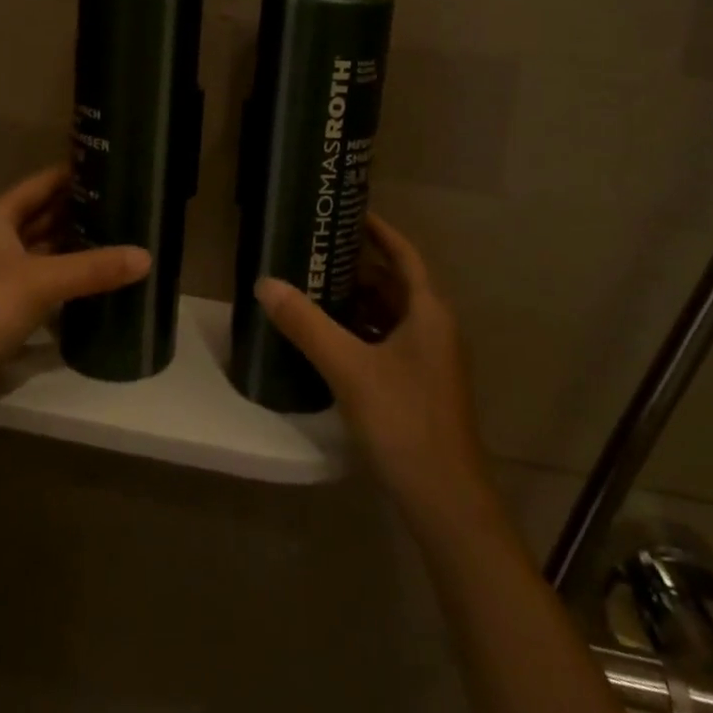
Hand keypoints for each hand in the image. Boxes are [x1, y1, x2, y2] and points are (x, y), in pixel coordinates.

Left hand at [0, 167, 150, 404]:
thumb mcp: (42, 282)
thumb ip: (93, 268)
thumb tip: (146, 256)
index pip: (43, 183)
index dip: (74, 174)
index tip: (113, 167)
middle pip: (45, 214)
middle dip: (81, 209)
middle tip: (126, 202)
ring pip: (45, 246)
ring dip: (75, 242)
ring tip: (120, 233)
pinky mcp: (4, 300)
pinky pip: (43, 275)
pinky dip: (67, 271)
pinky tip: (97, 273)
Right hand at [256, 213, 490, 520]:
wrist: (446, 500)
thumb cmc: (404, 421)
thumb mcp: (349, 368)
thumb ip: (306, 324)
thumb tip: (266, 283)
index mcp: (428, 312)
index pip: (404, 254)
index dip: (379, 231)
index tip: (348, 212)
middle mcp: (435, 328)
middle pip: (397, 283)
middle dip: (360, 266)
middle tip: (318, 252)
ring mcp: (432, 360)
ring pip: (393, 315)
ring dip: (360, 300)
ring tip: (317, 289)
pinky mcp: (422, 387)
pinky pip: (391, 342)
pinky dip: (364, 331)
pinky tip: (332, 340)